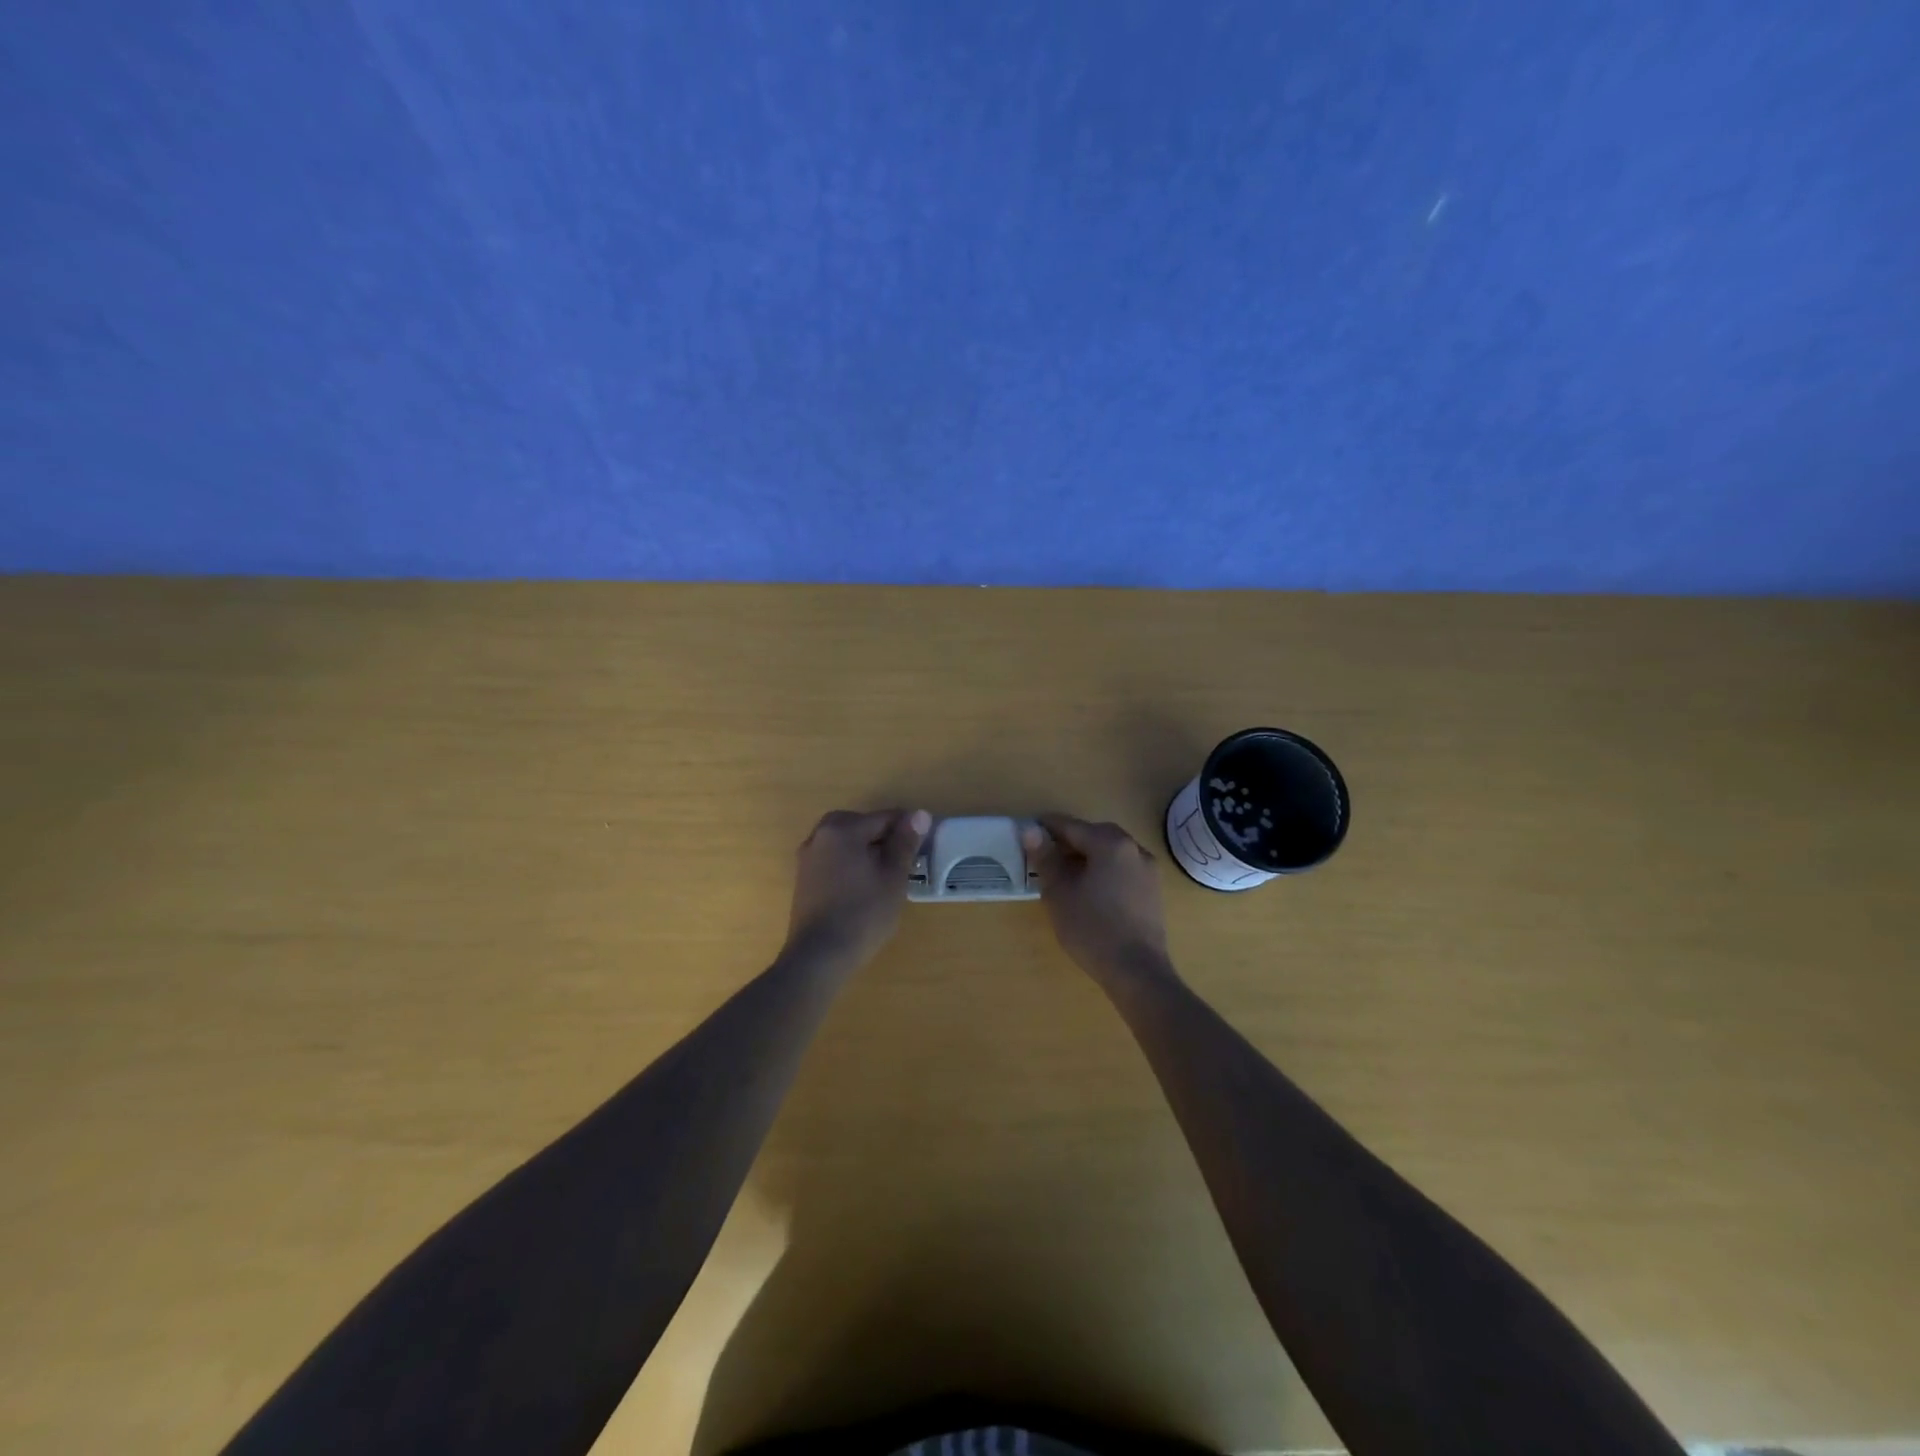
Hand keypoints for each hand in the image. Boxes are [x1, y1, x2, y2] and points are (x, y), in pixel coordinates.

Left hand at [785, 808, 930, 964]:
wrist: (819, 956)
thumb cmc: (863, 914)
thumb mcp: (893, 877)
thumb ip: (905, 843)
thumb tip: (919, 814)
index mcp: (842, 829)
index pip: (884, 818)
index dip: (908, 830)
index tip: (924, 847)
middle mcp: (820, 835)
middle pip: (861, 825)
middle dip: (884, 838)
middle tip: (904, 863)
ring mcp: (807, 857)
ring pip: (846, 842)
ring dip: (866, 851)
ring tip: (886, 876)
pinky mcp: (803, 878)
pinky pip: (833, 858)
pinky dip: (850, 863)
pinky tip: (863, 887)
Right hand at [1022, 814, 1173, 987]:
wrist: (1137, 972)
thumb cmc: (1092, 929)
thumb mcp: (1059, 893)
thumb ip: (1045, 858)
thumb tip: (1030, 830)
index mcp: (1110, 844)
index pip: (1072, 826)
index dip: (1047, 827)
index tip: (1028, 831)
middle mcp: (1134, 849)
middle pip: (1095, 835)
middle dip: (1069, 840)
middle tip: (1045, 853)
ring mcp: (1148, 870)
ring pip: (1111, 851)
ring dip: (1088, 855)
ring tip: (1065, 872)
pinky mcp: (1153, 890)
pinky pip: (1123, 868)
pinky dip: (1104, 869)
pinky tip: (1090, 889)